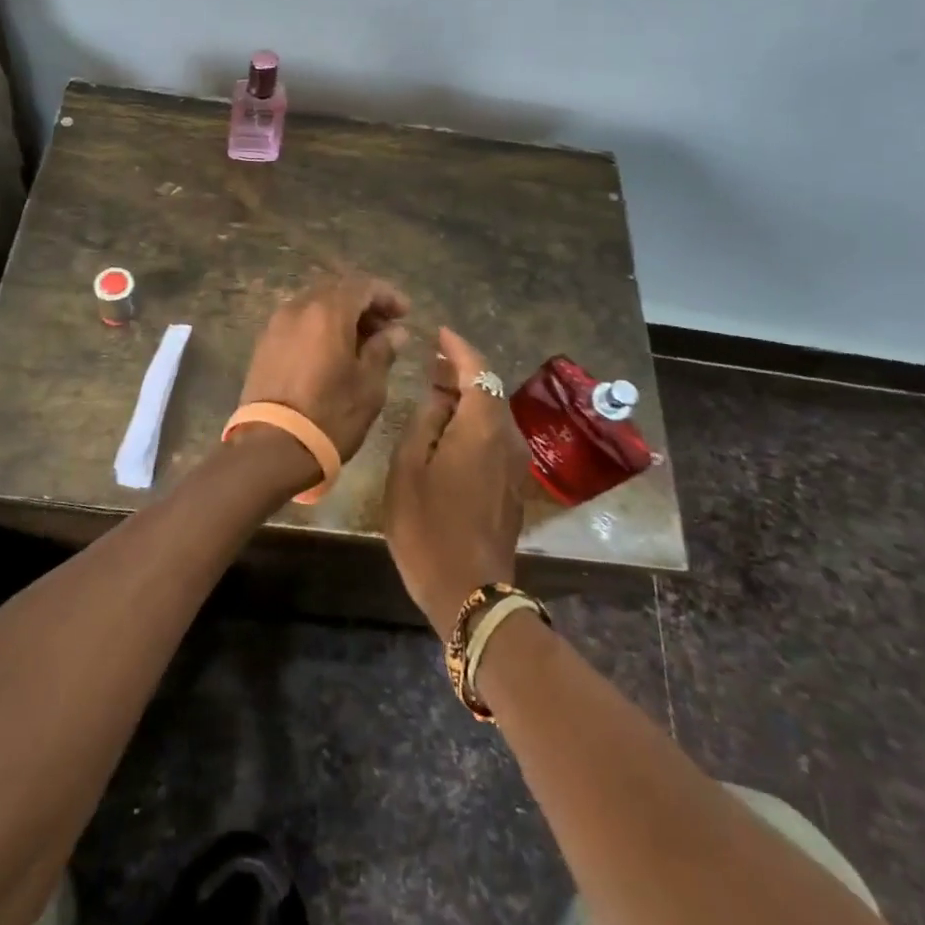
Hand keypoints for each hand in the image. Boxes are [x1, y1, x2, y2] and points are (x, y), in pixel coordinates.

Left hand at [236, 273, 410, 477]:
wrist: (272, 447)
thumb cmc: (330, 415)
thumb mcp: (369, 385)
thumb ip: (382, 350)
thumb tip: (394, 332)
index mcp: (327, 312)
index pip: (362, 286)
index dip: (386, 295)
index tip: (404, 314)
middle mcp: (298, 308)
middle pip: (335, 290)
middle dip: (362, 303)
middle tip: (384, 327)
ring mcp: (276, 325)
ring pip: (313, 305)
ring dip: (339, 315)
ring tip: (360, 342)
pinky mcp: (263, 345)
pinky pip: (297, 322)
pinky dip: (318, 327)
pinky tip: (332, 351)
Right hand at [383, 327, 527, 632]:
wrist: (470, 592)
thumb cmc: (428, 528)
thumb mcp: (408, 469)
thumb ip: (424, 422)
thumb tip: (437, 395)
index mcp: (481, 428)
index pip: (477, 371)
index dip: (458, 348)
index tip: (440, 332)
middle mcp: (507, 438)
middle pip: (489, 389)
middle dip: (462, 370)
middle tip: (431, 362)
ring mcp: (515, 463)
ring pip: (494, 413)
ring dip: (469, 396)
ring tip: (437, 390)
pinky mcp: (513, 484)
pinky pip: (496, 435)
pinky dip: (475, 420)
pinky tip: (451, 428)